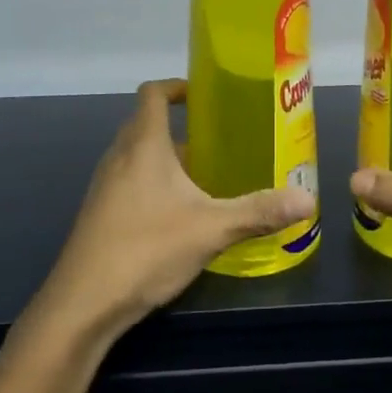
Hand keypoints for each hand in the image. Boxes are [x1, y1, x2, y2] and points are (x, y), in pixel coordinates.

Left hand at [35, 79, 313, 336]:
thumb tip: (308, 200)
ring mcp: (104, 187)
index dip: (177, 87)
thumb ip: (259, 211)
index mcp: (143, 145)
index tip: (205, 96)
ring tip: (204, 175)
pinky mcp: (99, 214)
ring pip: (136, 156)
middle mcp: (119, 157)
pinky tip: (178, 214)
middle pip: (145, 123)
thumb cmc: (146, 249)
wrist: (82, 305)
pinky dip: (152, 183)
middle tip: (218, 139)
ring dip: (166, 157)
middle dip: (179, 126)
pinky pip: (128, 182)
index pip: (153, 94)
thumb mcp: (211, 229)